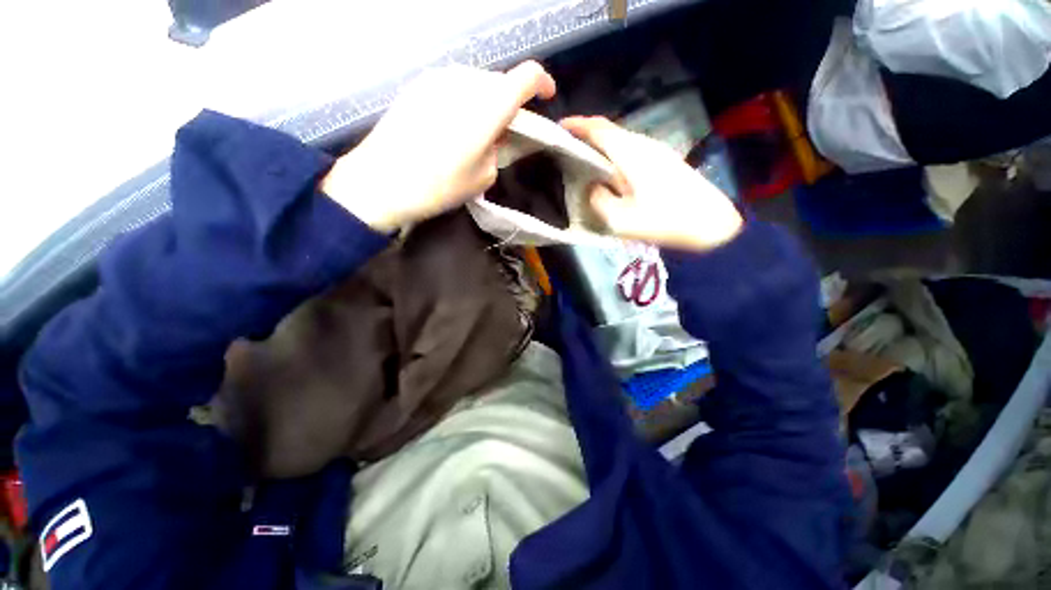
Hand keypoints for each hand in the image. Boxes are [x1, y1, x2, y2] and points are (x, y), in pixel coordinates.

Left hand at [322, 61, 556, 232]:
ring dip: (485, 103)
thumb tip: (495, 137)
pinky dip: (463, 102)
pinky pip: (453, 87)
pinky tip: (451, 128)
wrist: (382, 181)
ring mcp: (438, 78)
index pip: (526, 76)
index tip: (545, 97)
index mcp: (489, 104)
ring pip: (476, 83)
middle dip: (509, 104)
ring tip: (475, 134)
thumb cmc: (440, 185)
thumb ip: (498, 151)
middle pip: (499, 82)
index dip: (542, 83)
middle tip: (503, 133)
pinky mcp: (418, 85)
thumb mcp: (484, 177)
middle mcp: (466, 80)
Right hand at [561, 116, 742, 251]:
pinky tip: (610, 174)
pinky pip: (631, 152)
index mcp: (632, 154)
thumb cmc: (665, 221)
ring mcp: (657, 152)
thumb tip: (591, 189)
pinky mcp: (664, 162)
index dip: (578, 125)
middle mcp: (644, 145)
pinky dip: (614, 157)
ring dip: (601, 147)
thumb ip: (599, 201)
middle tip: (566, 150)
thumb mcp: (622, 220)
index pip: (600, 129)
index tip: (558, 127)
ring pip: (621, 141)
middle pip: (610, 132)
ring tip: (584, 162)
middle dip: (586, 136)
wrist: (712, 224)